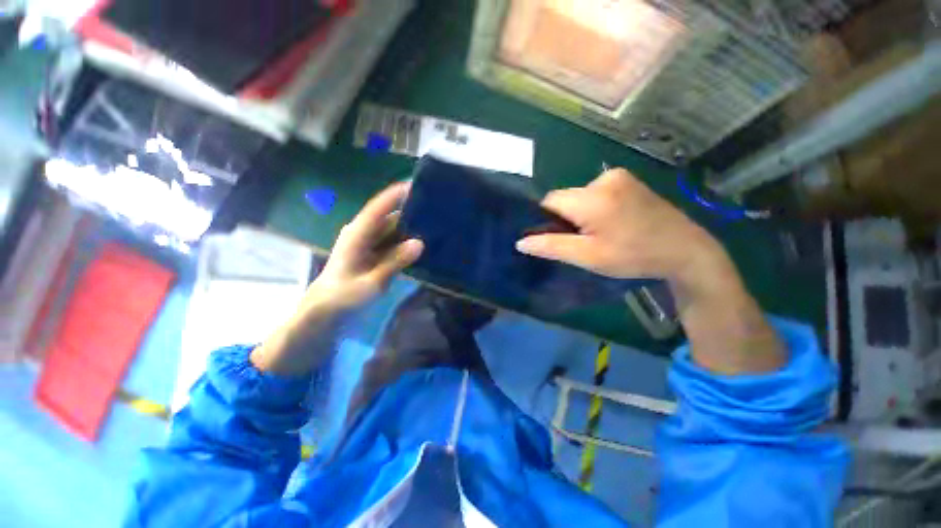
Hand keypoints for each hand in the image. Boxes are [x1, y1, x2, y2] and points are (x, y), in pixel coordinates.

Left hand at [301, 182, 423, 315]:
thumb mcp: (371, 282)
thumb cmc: (343, 297)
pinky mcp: (374, 254)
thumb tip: (420, 243)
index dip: (395, 195)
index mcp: (357, 235)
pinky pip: (394, 243)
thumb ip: (395, 261)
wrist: (326, 313)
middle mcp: (363, 234)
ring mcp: (369, 244)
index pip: (378, 208)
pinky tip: (424, 245)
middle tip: (436, 211)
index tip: (416, 184)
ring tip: (436, 226)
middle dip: (411, 213)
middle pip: (390, 217)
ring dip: (411, 229)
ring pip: (394, 230)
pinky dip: (407, 243)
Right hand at [515, 168, 724, 288]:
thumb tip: (521, 242)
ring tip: (599, 231)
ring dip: (579, 212)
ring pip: (578, 195)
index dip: (547, 220)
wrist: (684, 249)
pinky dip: (593, 205)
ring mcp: (618, 176)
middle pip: (564, 197)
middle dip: (565, 217)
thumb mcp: (588, 256)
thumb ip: (552, 247)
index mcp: (592, 198)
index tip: (559, 238)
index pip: (550, 201)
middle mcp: (603, 179)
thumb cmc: (633, 256)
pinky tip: (610, 220)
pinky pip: (595, 191)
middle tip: (582, 239)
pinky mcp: (627, 178)